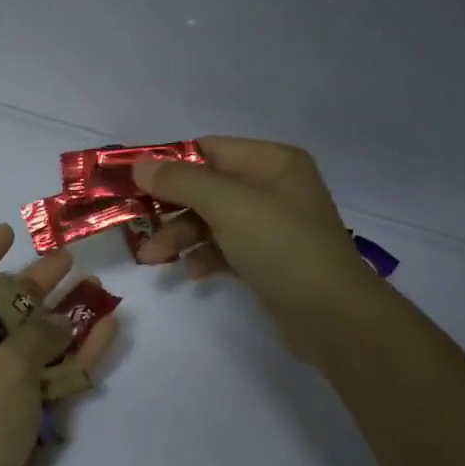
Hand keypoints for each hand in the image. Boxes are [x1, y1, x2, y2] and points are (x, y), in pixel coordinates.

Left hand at [0, 224, 117, 465]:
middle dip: (35, 285)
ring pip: (38, 343)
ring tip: (100, 290)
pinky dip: (81, 355)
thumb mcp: (2, 370)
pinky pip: (57, 377)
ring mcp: (1, 390)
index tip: (9, 233)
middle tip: (70, 261)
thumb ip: (35, 335)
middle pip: (4, 310)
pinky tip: (110, 330)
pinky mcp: (28, 418)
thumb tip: (58, 320)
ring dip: (66, 318)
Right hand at [133, 138, 384, 364]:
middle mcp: (273, 187)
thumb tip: (139, 164)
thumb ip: (181, 182)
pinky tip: (192, 273)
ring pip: (212, 220)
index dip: (169, 164)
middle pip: (207, 187)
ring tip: (153, 260)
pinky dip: (204, 256)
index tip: (131, 183)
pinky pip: (225, 248)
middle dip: (170, 207)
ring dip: (180, 236)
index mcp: (272, 162)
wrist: (332, 316)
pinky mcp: (267, 259)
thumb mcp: (228, 206)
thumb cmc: (282, 247)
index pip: (209, 149)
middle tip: (135, 227)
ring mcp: (272, 225)